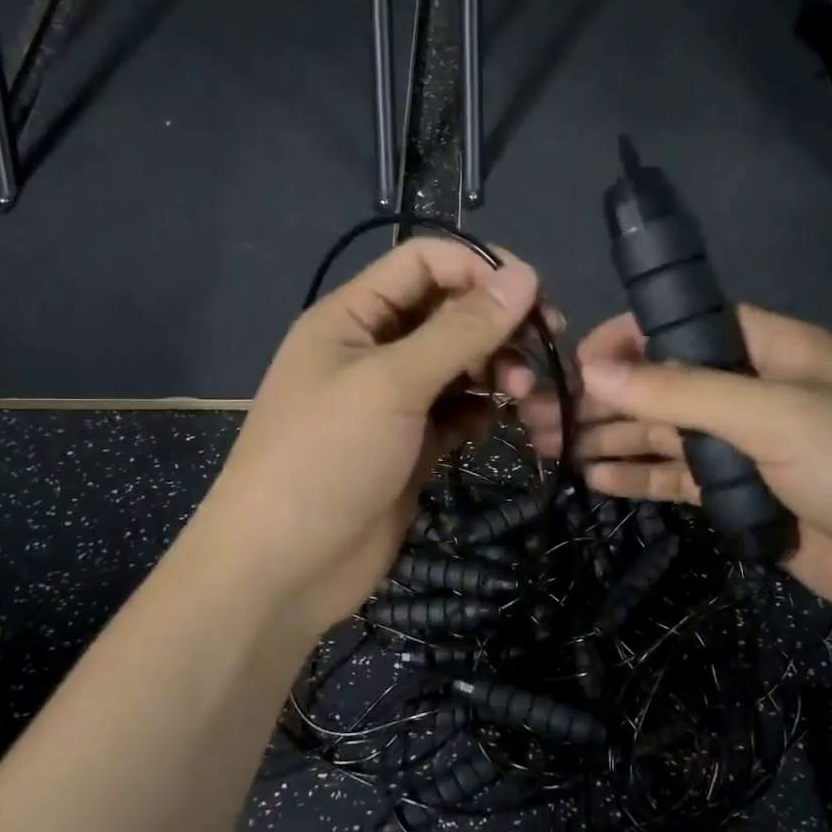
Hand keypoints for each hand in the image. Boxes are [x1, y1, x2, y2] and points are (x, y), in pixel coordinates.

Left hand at [185, 239, 541, 638]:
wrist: (283, 568)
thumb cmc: (327, 458)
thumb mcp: (392, 384)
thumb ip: (460, 330)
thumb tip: (525, 276)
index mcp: (353, 317)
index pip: (424, 263)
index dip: (479, 268)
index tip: (534, 295)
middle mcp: (374, 351)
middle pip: (449, 314)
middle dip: (499, 326)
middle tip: (548, 348)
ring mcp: (394, 402)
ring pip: (460, 366)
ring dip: (500, 371)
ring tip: (531, 393)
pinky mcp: (412, 446)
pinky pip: (458, 412)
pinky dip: (486, 411)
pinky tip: (507, 421)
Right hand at [509, 306, 831, 637]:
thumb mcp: (779, 415)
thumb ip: (685, 391)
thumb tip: (598, 366)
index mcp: (768, 349)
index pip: (681, 326)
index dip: (625, 338)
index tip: (574, 361)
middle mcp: (750, 391)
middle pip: (660, 384)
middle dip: (601, 397)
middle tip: (537, 416)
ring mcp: (744, 447)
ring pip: (661, 435)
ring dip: (608, 438)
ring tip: (548, 448)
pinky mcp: (740, 497)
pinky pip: (677, 480)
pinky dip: (637, 479)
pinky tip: (592, 480)